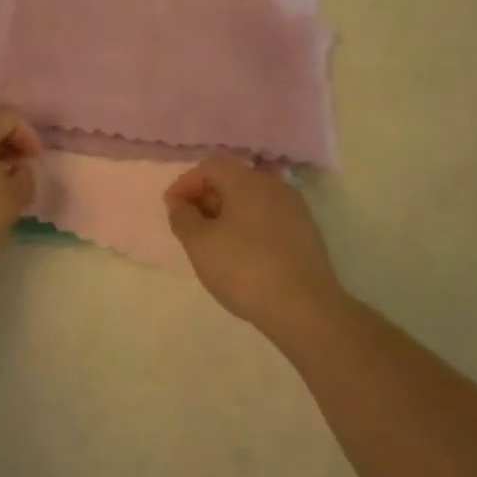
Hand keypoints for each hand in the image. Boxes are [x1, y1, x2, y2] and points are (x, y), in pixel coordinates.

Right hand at [164, 158, 342, 330]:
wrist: (305, 309)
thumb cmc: (244, 269)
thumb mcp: (199, 244)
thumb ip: (182, 217)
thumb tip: (180, 204)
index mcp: (247, 181)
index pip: (209, 167)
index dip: (185, 184)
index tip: (171, 210)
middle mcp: (274, 186)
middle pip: (231, 180)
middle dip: (205, 199)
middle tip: (189, 228)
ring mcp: (294, 209)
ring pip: (251, 201)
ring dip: (226, 215)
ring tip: (212, 245)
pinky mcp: (305, 233)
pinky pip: (267, 219)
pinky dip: (247, 228)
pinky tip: (241, 256)